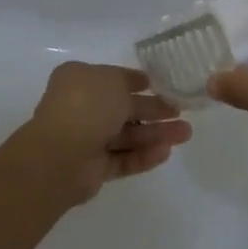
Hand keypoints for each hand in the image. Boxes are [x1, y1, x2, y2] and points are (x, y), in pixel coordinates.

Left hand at [15, 62, 191, 207]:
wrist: (61, 155)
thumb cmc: (86, 105)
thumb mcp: (112, 80)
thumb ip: (129, 80)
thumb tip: (141, 83)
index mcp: (81, 80)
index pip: (114, 79)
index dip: (139, 82)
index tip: (164, 86)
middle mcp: (83, 108)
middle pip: (125, 109)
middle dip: (155, 110)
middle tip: (183, 112)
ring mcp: (88, 139)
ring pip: (128, 135)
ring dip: (156, 134)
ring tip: (186, 134)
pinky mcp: (96, 168)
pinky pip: (124, 159)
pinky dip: (144, 155)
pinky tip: (166, 152)